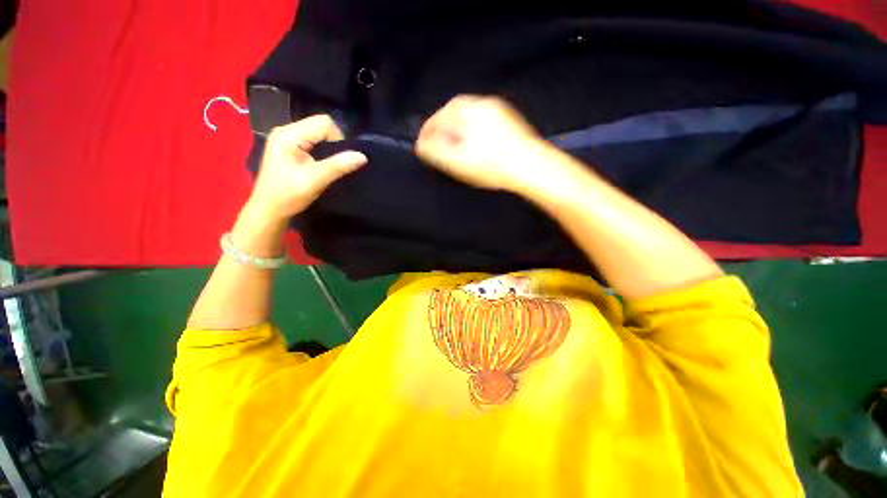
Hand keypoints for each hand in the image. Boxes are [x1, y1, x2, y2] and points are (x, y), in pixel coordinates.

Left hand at [248, 115, 367, 220]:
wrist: (269, 210)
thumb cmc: (288, 196)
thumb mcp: (315, 180)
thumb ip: (338, 166)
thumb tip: (363, 156)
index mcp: (289, 134)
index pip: (324, 123)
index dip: (338, 139)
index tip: (338, 161)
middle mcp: (287, 131)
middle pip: (321, 126)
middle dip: (334, 144)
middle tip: (334, 165)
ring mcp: (288, 139)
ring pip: (319, 135)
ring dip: (329, 150)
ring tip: (328, 167)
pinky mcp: (291, 148)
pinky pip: (314, 142)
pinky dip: (323, 153)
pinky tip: (321, 166)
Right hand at [415, 96, 551, 193]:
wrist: (532, 166)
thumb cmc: (492, 165)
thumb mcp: (458, 161)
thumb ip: (436, 151)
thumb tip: (420, 145)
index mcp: (468, 110)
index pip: (439, 117)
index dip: (428, 131)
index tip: (422, 144)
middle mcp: (483, 104)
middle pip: (454, 112)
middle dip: (442, 127)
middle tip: (436, 144)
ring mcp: (499, 111)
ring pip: (470, 116)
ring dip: (457, 128)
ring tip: (452, 144)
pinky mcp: (510, 121)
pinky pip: (483, 121)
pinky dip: (472, 130)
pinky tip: (474, 143)